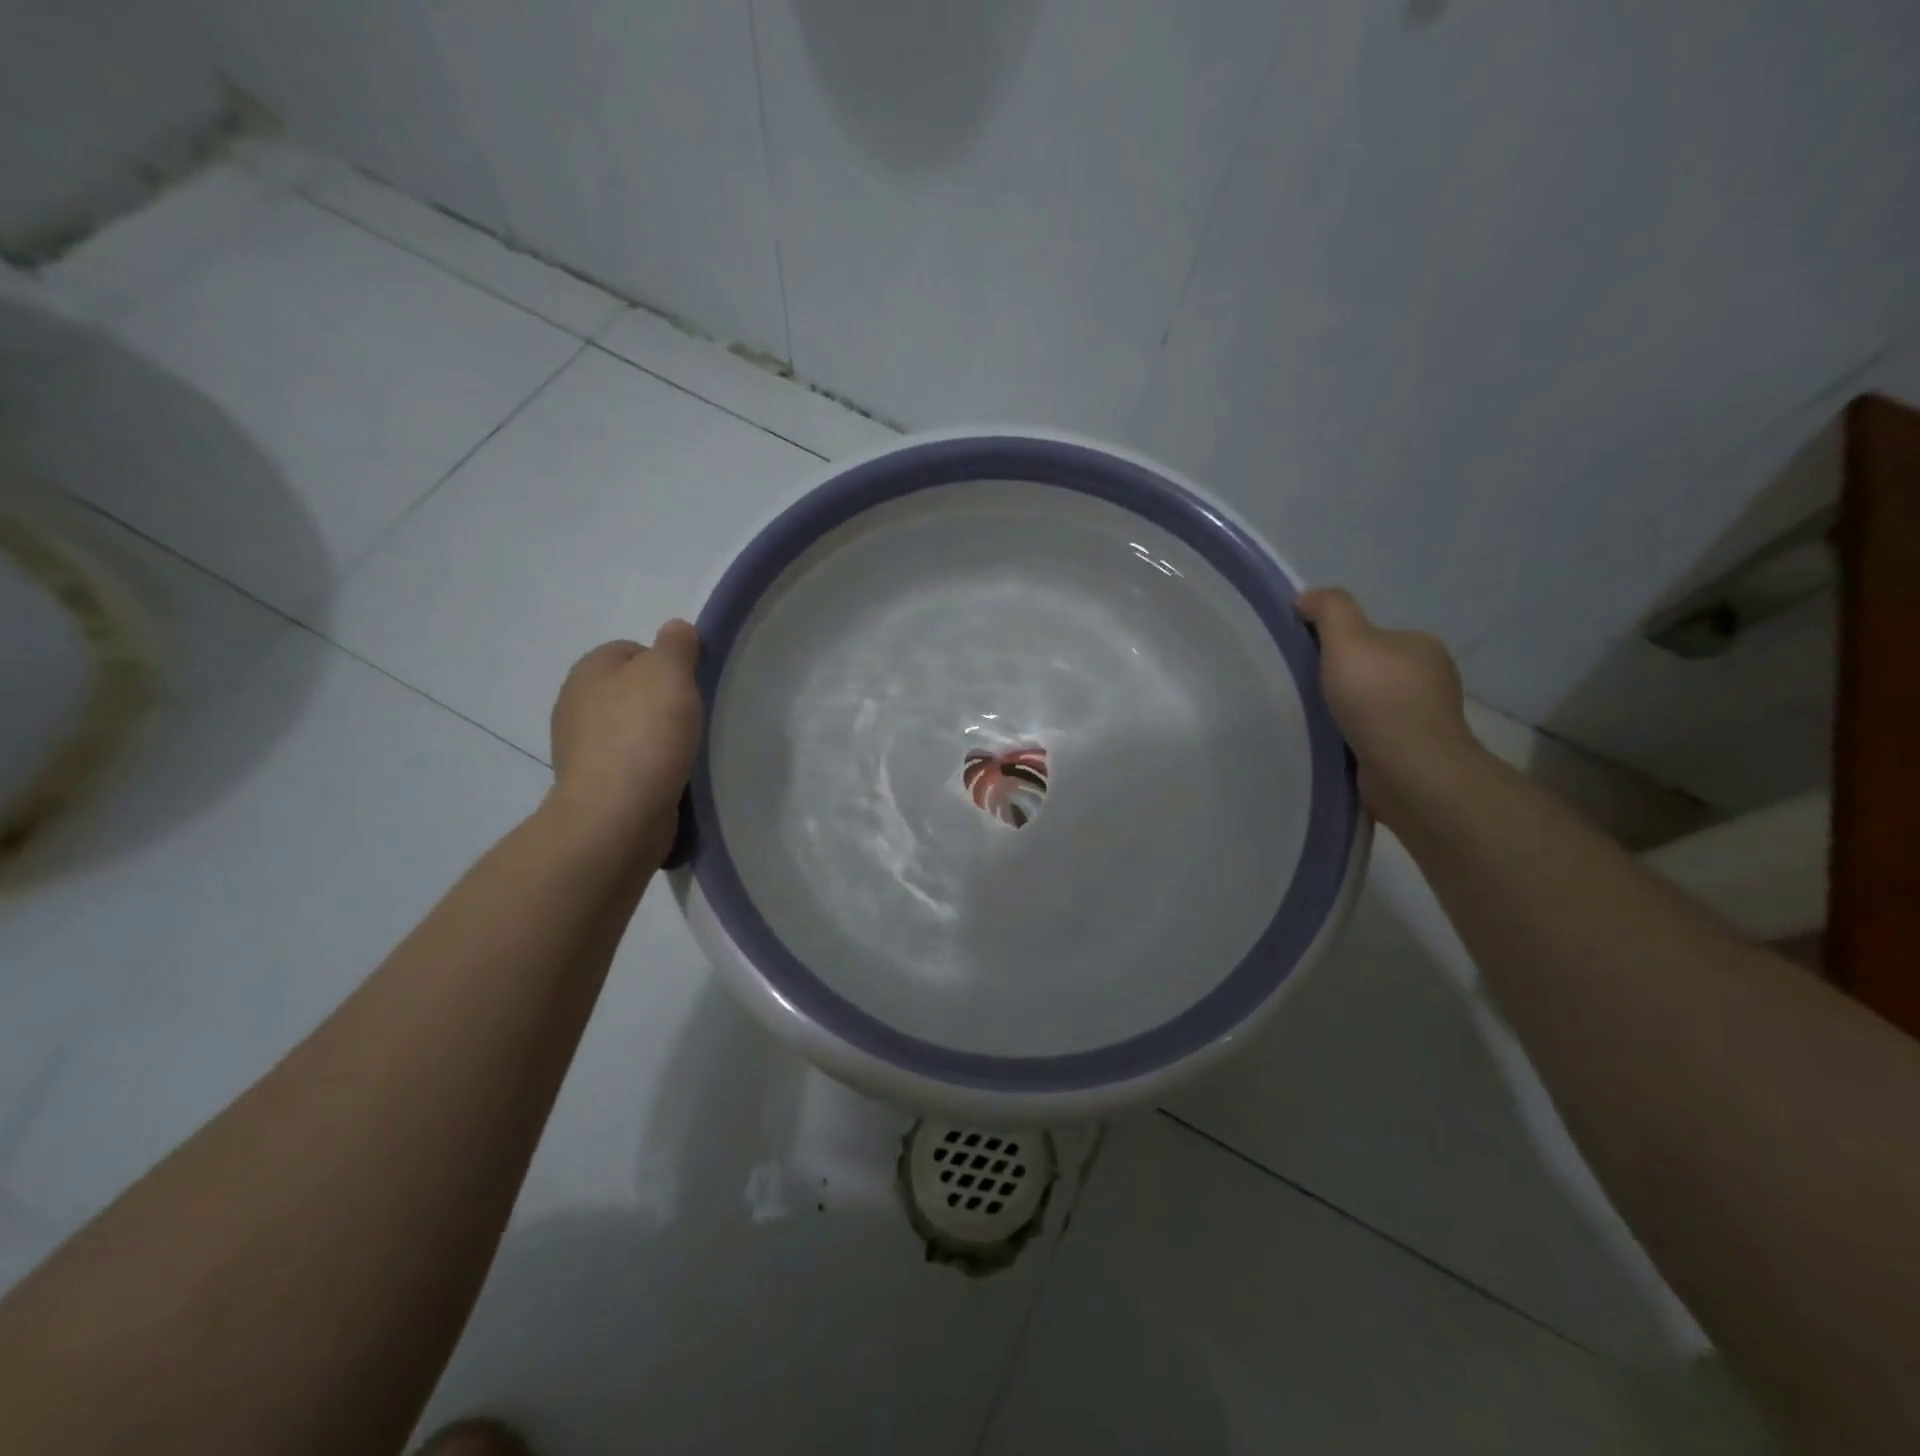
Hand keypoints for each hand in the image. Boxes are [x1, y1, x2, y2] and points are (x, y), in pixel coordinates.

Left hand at [546, 620, 702, 863]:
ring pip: (630, 728)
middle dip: (661, 702)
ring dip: (656, 737)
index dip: (666, 664)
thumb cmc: (644, 735)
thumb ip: (676, 645)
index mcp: (589, 670)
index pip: (632, 650)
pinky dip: (650, 767)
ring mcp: (580, 748)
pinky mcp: (595, 785)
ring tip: (685, 751)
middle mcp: (575, 704)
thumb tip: (675, 629)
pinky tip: (670, 777)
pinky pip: (629, 764)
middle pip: (631, 690)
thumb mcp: (670, 673)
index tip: (690, 687)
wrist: (616, 815)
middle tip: (691, 718)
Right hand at [1296, 587, 1481, 827]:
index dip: (1336, 645)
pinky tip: (1334, 747)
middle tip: (1304, 694)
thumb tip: (1307, 597)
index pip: (1371, 637)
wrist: (1409, 771)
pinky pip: (1374, 737)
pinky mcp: (1414, 753)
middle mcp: (1430, 679)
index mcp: (1420, 646)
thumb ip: (1330, 610)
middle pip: (1370, 671)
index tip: (1308, 663)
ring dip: (1346, 714)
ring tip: (1314, 724)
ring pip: (1372, 707)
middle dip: (1341, 682)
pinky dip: (1354, 740)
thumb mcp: (1348, 640)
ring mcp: (1425, 719)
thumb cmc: (1379, 701)